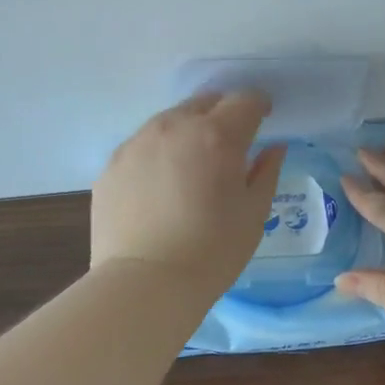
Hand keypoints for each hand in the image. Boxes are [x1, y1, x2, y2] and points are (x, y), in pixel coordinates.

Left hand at [92, 91, 286, 298]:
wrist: (144, 283)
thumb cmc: (212, 251)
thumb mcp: (253, 215)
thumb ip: (265, 173)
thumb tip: (273, 148)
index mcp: (217, 135)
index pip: (244, 100)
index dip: (259, 106)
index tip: (263, 119)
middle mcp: (174, 127)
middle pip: (203, 102)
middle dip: (222, 114)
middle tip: (229, 143)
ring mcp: (137, 143)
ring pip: (168, 121)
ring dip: (187, 131)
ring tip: (191, 165)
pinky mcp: (111, 165)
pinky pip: (141, 146)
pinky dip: (157, 155)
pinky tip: (160, 187)